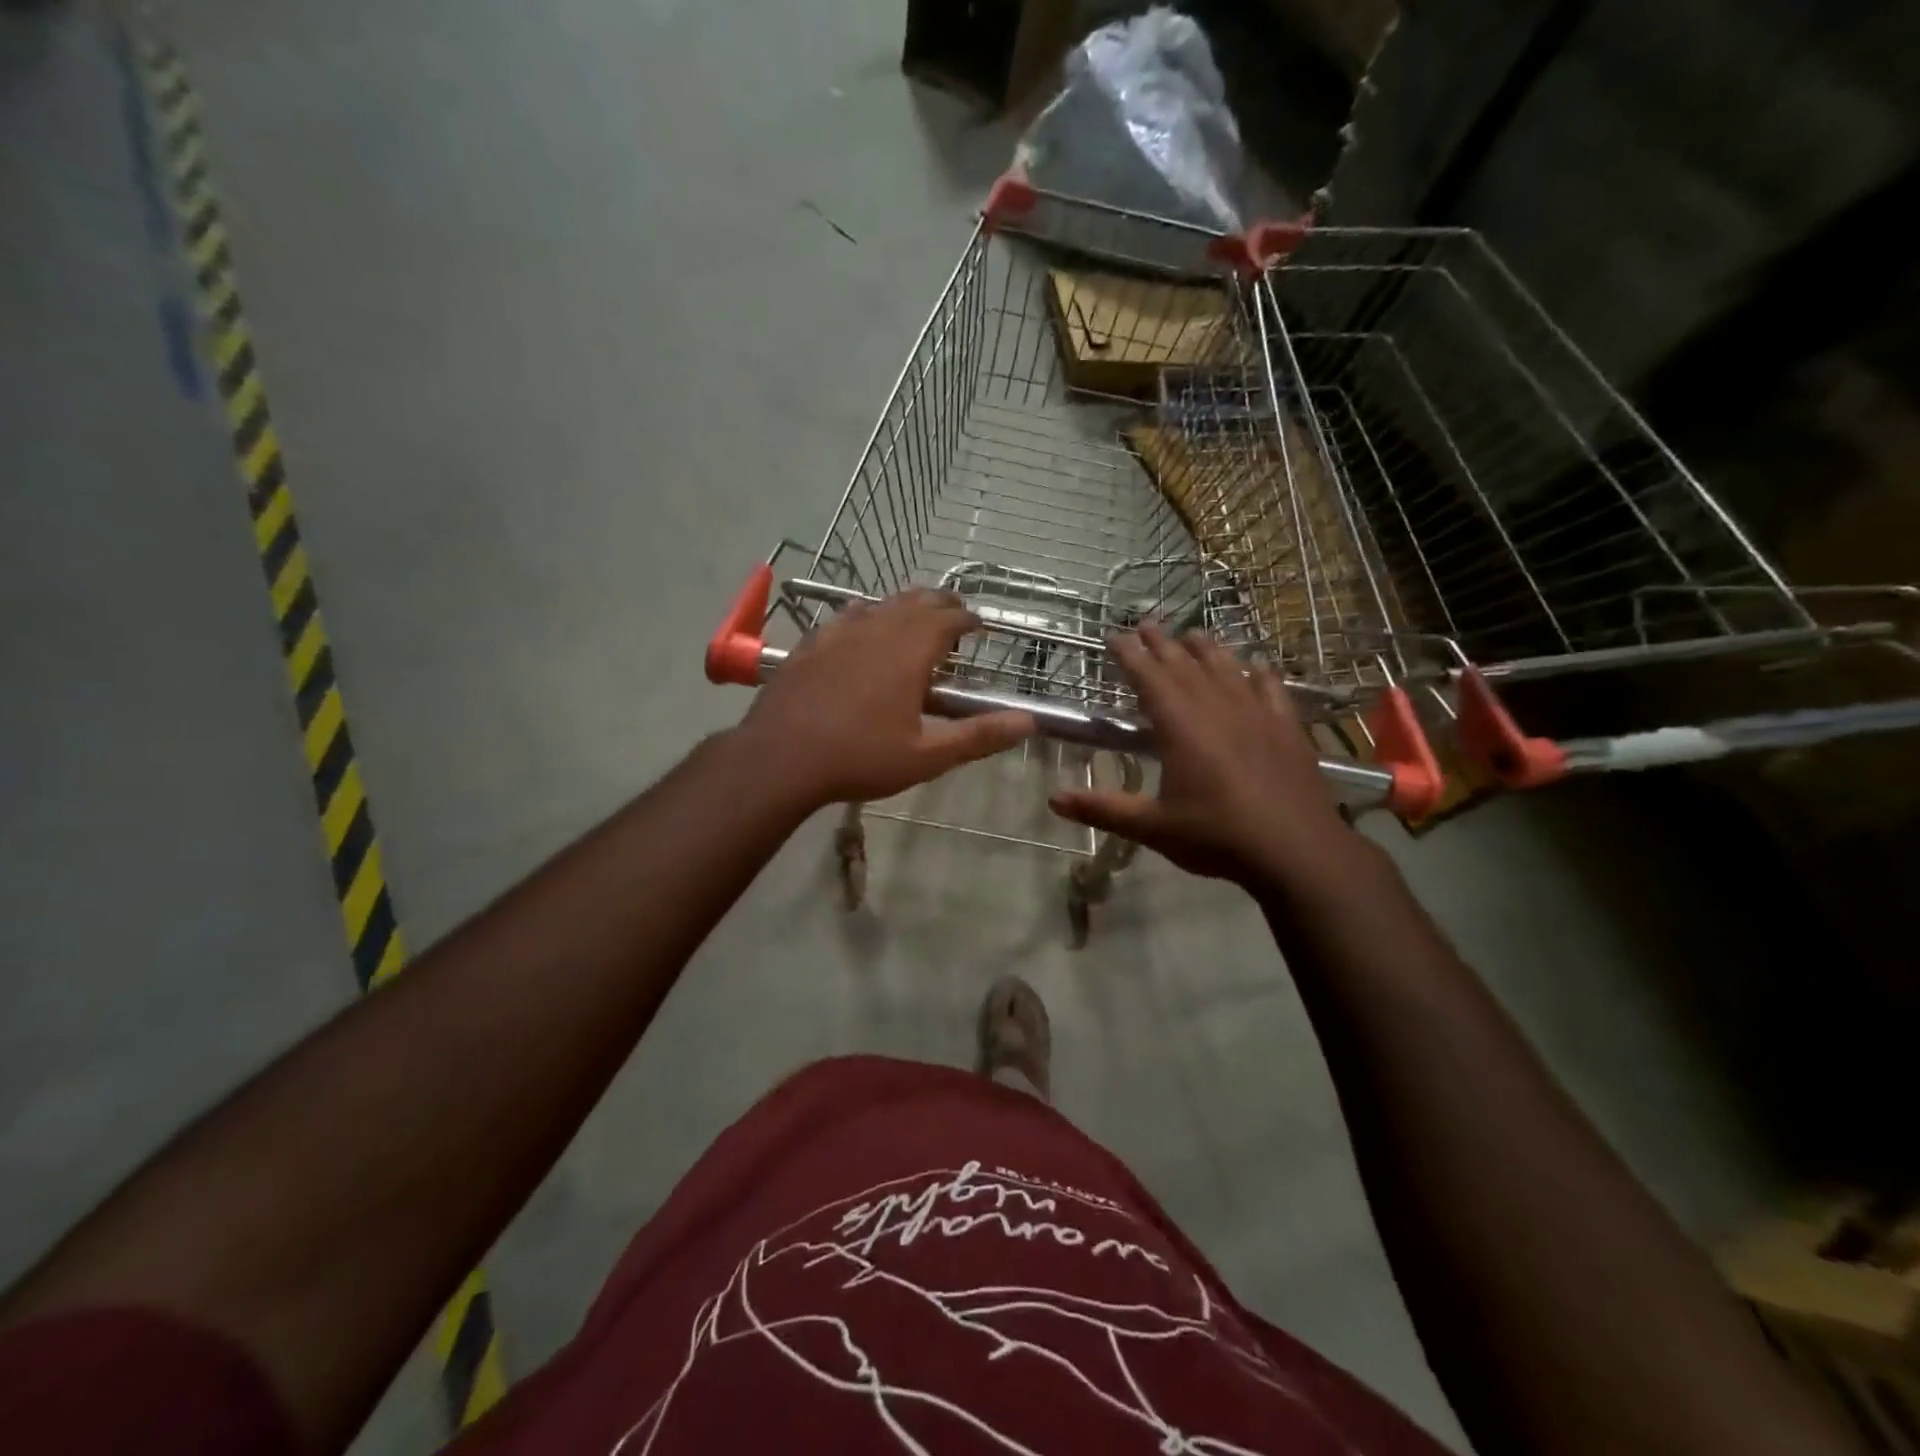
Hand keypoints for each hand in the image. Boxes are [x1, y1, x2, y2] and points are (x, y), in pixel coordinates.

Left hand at [737, 589, 1034, 808]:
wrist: (780, 758)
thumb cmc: (859, 758)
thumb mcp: (926, 755)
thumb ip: (978, 736)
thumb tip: (1028, 722)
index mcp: (909, 652)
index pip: (947, 618)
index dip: (967, 619)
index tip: (979, 626)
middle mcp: (877, 630)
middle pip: (916, 601)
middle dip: (941, 604)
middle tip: (955, 617)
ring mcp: (839, 633)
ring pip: (881, 604)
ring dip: (905, 607)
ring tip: (915, 620)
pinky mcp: (811, 643)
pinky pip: (847, 616)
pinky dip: (867, 616)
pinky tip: (862, 630)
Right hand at [1049, 625, 1363, 889]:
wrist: (1298, 850)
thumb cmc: (1218, 836)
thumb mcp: (1153, 827)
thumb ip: (1103, 809)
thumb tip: (1053, 800)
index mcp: (1180, 726)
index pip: (1148, 677)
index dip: (1129, 654)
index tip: (1115, 636)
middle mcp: (1216, 707)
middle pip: (1184, 664)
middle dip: (1162, 643)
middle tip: (1146, 623)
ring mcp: (1256, 713)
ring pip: (1226, 668)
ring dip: (1206, 649)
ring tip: (1192, 634)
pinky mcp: (1286, 727)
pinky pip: (1270, 688)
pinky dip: (1258, 673)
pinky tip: (1255, 666)